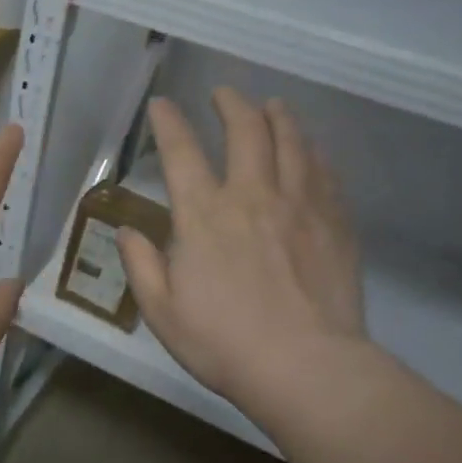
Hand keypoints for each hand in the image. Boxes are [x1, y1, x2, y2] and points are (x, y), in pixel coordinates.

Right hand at [118, 89, 366, 417]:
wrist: (305, 368)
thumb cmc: (223, 343)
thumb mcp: (162, 311)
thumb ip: (141, 264)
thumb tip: (127, 230)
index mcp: (204, 215)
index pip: (182, 152)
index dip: (169, 122)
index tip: (162, 104)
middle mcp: (252, 195)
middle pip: (245, 130)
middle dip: (232, 104)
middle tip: (224, 94)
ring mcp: (300, 205)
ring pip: (291, 141)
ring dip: (278, 116)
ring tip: (272, 105)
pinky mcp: (334, 222)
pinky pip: (325, 172)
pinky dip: (313, 151)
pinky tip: (311, 149)